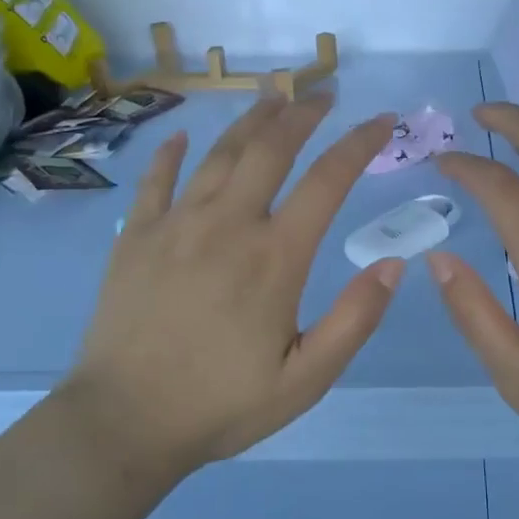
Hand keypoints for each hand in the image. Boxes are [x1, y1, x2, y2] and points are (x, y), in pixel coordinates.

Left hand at [58, 96, 400, 477]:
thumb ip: (355, 320)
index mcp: (275, 256)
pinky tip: (184, 137)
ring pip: (220, 153)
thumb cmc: (221, 404)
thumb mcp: (306, 379)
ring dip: (251, 119)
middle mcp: (228, 224)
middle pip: (271, 148)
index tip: (382, 120)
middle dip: (303, 113)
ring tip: (272, 95)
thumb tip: (395, 264)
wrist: (123, 424)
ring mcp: (176, 224)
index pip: (328, 180)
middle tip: (323, 95)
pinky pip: (157, 180)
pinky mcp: (136, 236)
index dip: (360, 144)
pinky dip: (173, 153)